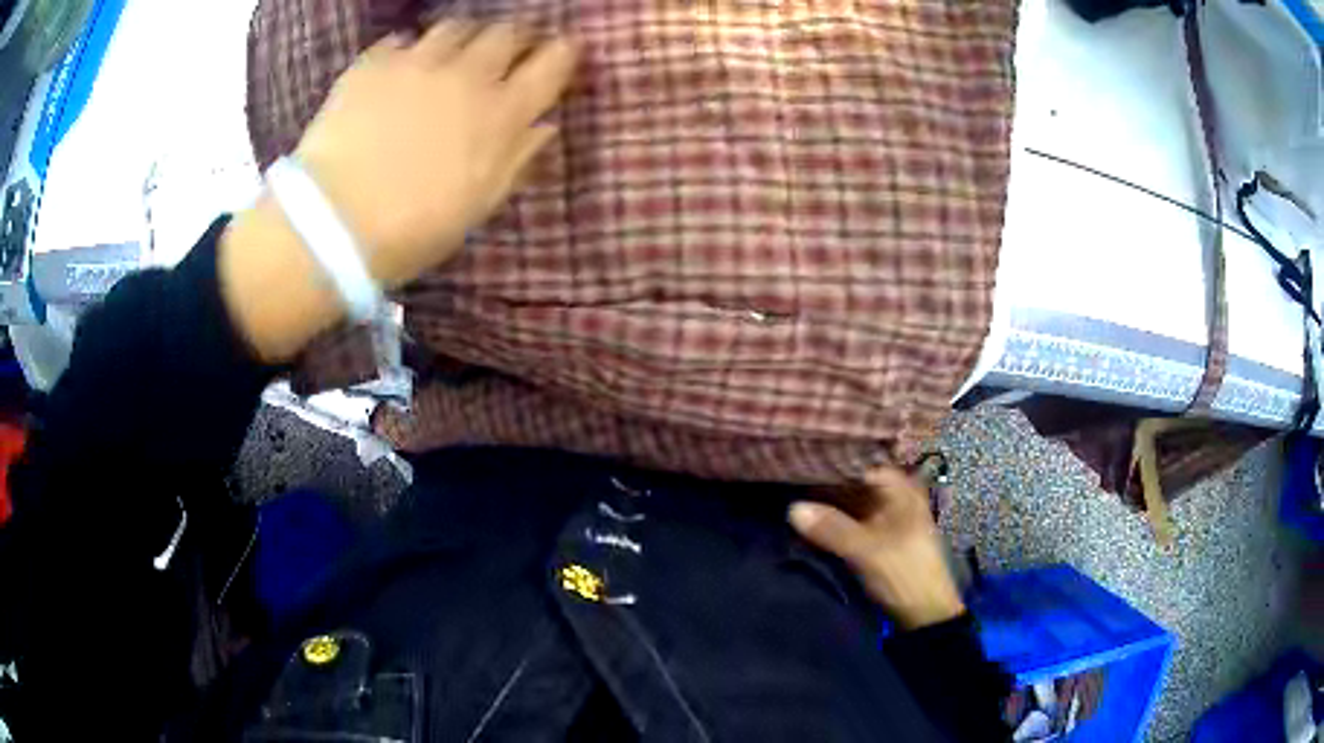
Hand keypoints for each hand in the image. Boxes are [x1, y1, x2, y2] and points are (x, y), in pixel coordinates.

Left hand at [220, 21, 576, 360]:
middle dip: (514, 39)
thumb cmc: (412, 229)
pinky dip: (410, 51)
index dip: (564, 52)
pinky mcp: (373, 64)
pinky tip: (401, 71)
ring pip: (456, 26)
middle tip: (505, 55)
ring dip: (464, 39)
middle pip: (506, 32)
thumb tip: (543, 125)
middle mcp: (466, 75)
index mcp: (501, 114)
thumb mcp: (478, 206)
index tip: (563, 52)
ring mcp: (417, 63)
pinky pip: (402, 40)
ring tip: (453, 57)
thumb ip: (517, 158)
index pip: (551, 63)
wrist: (330, 226)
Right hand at [789, 468, 964, 629]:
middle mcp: (893, 495)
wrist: (924, 612)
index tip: (801, 453)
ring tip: (790, 487)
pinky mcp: (876, 535)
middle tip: (789, 470)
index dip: (833, 457)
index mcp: (901, 489)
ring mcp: (885, 515)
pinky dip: (831, 516)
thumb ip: (831, 528)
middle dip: (825, 478)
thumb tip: (791, 508)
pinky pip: (849, 517)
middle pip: (854, 479)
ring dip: (825, 499)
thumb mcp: (866, 550)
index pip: (862, 460)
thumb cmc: (904, 573)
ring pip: (849, 499)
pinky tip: (807, 513)